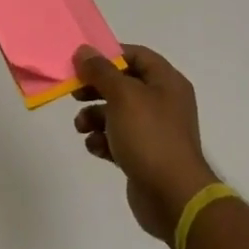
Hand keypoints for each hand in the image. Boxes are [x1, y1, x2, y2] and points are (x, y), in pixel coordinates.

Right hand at [73, 46, 216, 243]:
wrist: (173, 197)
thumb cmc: (150, 136)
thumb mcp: (122, 95)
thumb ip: (100, 71)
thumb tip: (83, 51)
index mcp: (166, 82)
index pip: (136, 55)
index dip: (109, 55)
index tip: (83, 63)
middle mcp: (163, 102)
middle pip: (123, 84)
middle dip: (96, 89)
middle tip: (75, 94)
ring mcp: (154, 131)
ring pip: (117, 113)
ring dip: (94, 117)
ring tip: (81, 127)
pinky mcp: (144, 155)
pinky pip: (118, 139)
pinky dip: (103, 141)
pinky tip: (95, 148)